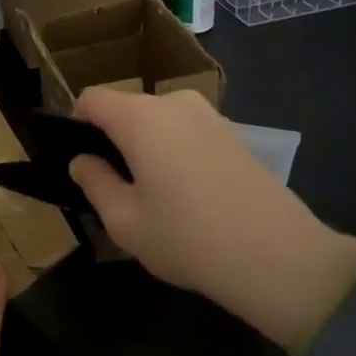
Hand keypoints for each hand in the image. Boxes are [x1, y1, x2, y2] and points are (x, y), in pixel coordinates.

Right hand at [67, 88, 355, 354]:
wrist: (279, 257)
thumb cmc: (188, 239)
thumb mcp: (125, 221)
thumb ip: (94, 183)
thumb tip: (82, 161)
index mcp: (140, 117)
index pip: (92, 98)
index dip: (76, 124)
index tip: (80, 161)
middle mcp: (175, 103)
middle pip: (127, 109)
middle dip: (113, 139)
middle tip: (114, 188)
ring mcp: (210, 116)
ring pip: (158, 121)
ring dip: (146, 147)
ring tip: (154, 196)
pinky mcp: (234, 134)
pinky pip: (187, 132)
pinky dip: (175, 152)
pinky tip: (189, 196)